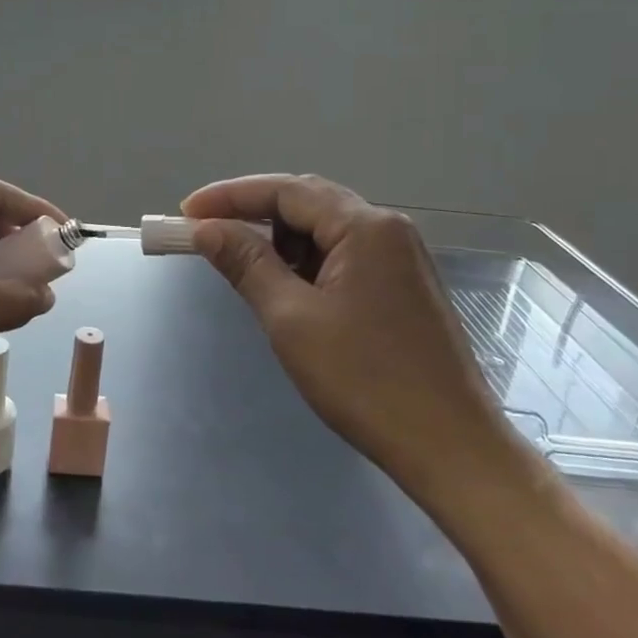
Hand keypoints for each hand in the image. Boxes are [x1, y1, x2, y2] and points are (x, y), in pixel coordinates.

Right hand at [183, 174, 533, 503]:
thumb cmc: (365, 380)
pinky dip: (307, 264)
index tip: (186, 213)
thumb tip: (206, 229)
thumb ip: (246, 264)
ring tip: (246, 270)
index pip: (286, 190)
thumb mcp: (291, 318)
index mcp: (366, 227)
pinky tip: (289, 290)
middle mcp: (389, 230)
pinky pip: (344, 255)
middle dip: (253, 215)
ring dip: (281, 242)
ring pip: (326, 230)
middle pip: (308, 202)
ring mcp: (401, 258)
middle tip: (208, 234)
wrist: (450, 447)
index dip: (230, 197)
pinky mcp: (404, 287)